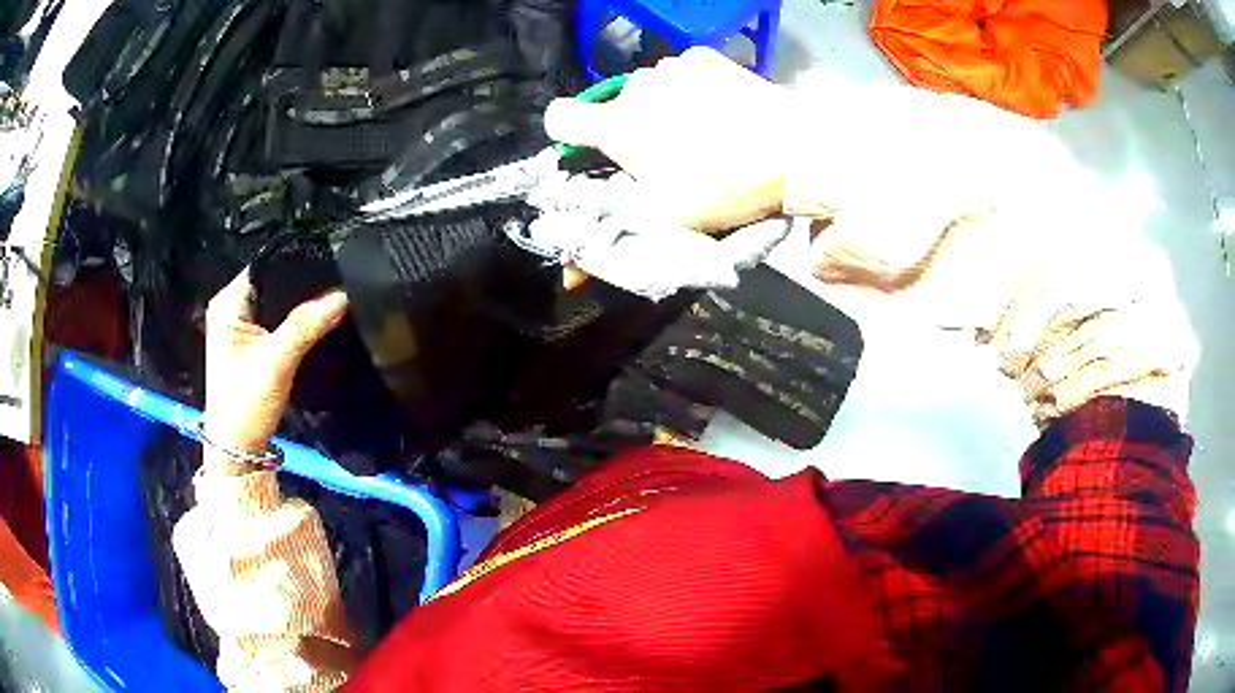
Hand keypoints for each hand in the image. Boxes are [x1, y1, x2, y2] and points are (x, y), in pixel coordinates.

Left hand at [203, 269, 348, 473]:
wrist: (238, 449)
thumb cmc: (246, 402)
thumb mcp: (277, 361)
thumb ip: (307, 325)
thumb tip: (343, 294)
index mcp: (227, 304)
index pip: (265, 266)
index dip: (295, 263)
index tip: (328, 263)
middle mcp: (230, 309)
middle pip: (271, 283)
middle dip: (300, 284)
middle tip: (335, 280)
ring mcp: (239, 328)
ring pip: (275, 303)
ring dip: (298, 304)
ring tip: (330, 295)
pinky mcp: (249, 345)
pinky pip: (275, 320)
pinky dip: (293, 320)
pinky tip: (314, 320)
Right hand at [544, 47, 795, 231]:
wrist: (796, 150)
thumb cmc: (723, 186)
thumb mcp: (666, 221)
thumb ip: (612, 240)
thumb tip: (567, 280)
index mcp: (616, 125)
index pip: (559, 118)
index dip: (568, 136)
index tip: (593, 153)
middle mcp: (636, 88)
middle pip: (614, 107)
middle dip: (630, 130)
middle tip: (665, 158)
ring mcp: (672, 68)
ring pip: (650, 90)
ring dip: (661, 109)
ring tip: (700, 134)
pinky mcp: (705, 59)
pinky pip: (682, 74)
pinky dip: (691, 90)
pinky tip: (719, 110)